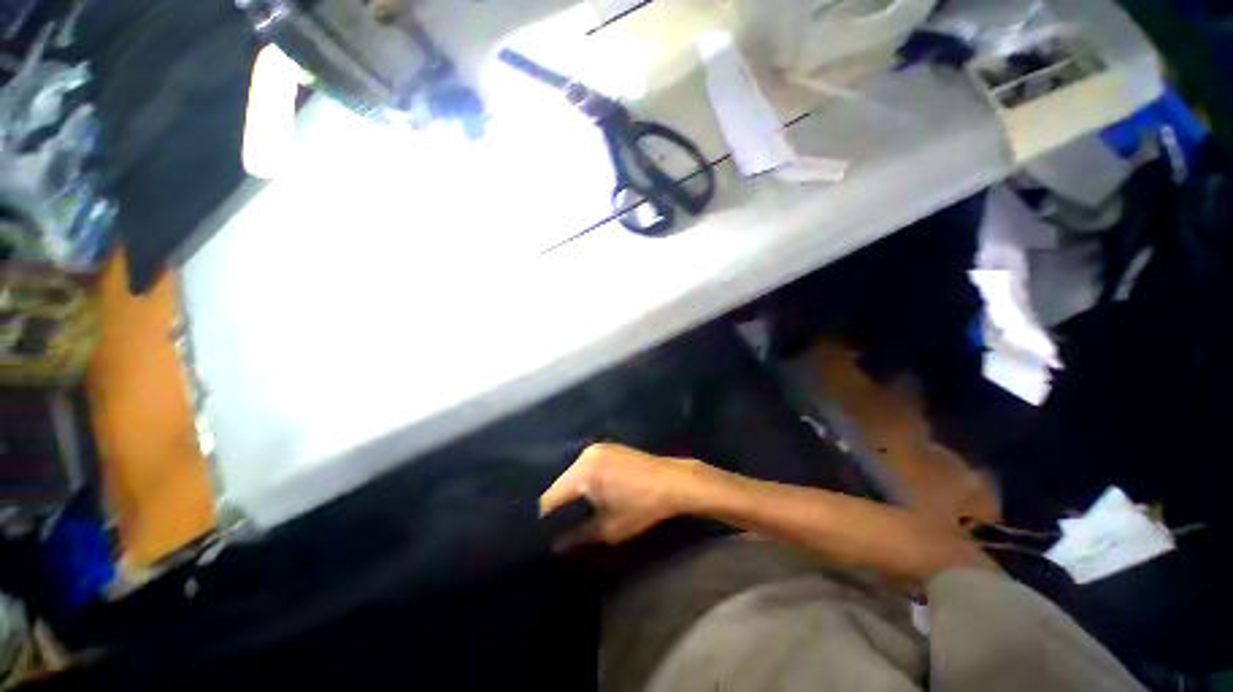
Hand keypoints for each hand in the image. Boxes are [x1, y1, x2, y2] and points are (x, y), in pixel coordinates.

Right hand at [540, 443, 703, 550]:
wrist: (672, 481)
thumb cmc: (642, 506)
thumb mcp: (608, 528)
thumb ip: (577, 537)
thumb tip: (553, 547)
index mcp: (583, 473)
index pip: (550, 497)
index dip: (546, 518)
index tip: (545, 534)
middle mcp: (584, 455)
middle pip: (560, 483)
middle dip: (559, 504)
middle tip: (559, 525)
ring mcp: (596, 448)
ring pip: (572, 473)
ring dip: (571, 491)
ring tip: (573, 511)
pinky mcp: (606, 447)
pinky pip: (585, 465)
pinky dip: (583, 479)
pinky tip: (590, 493)